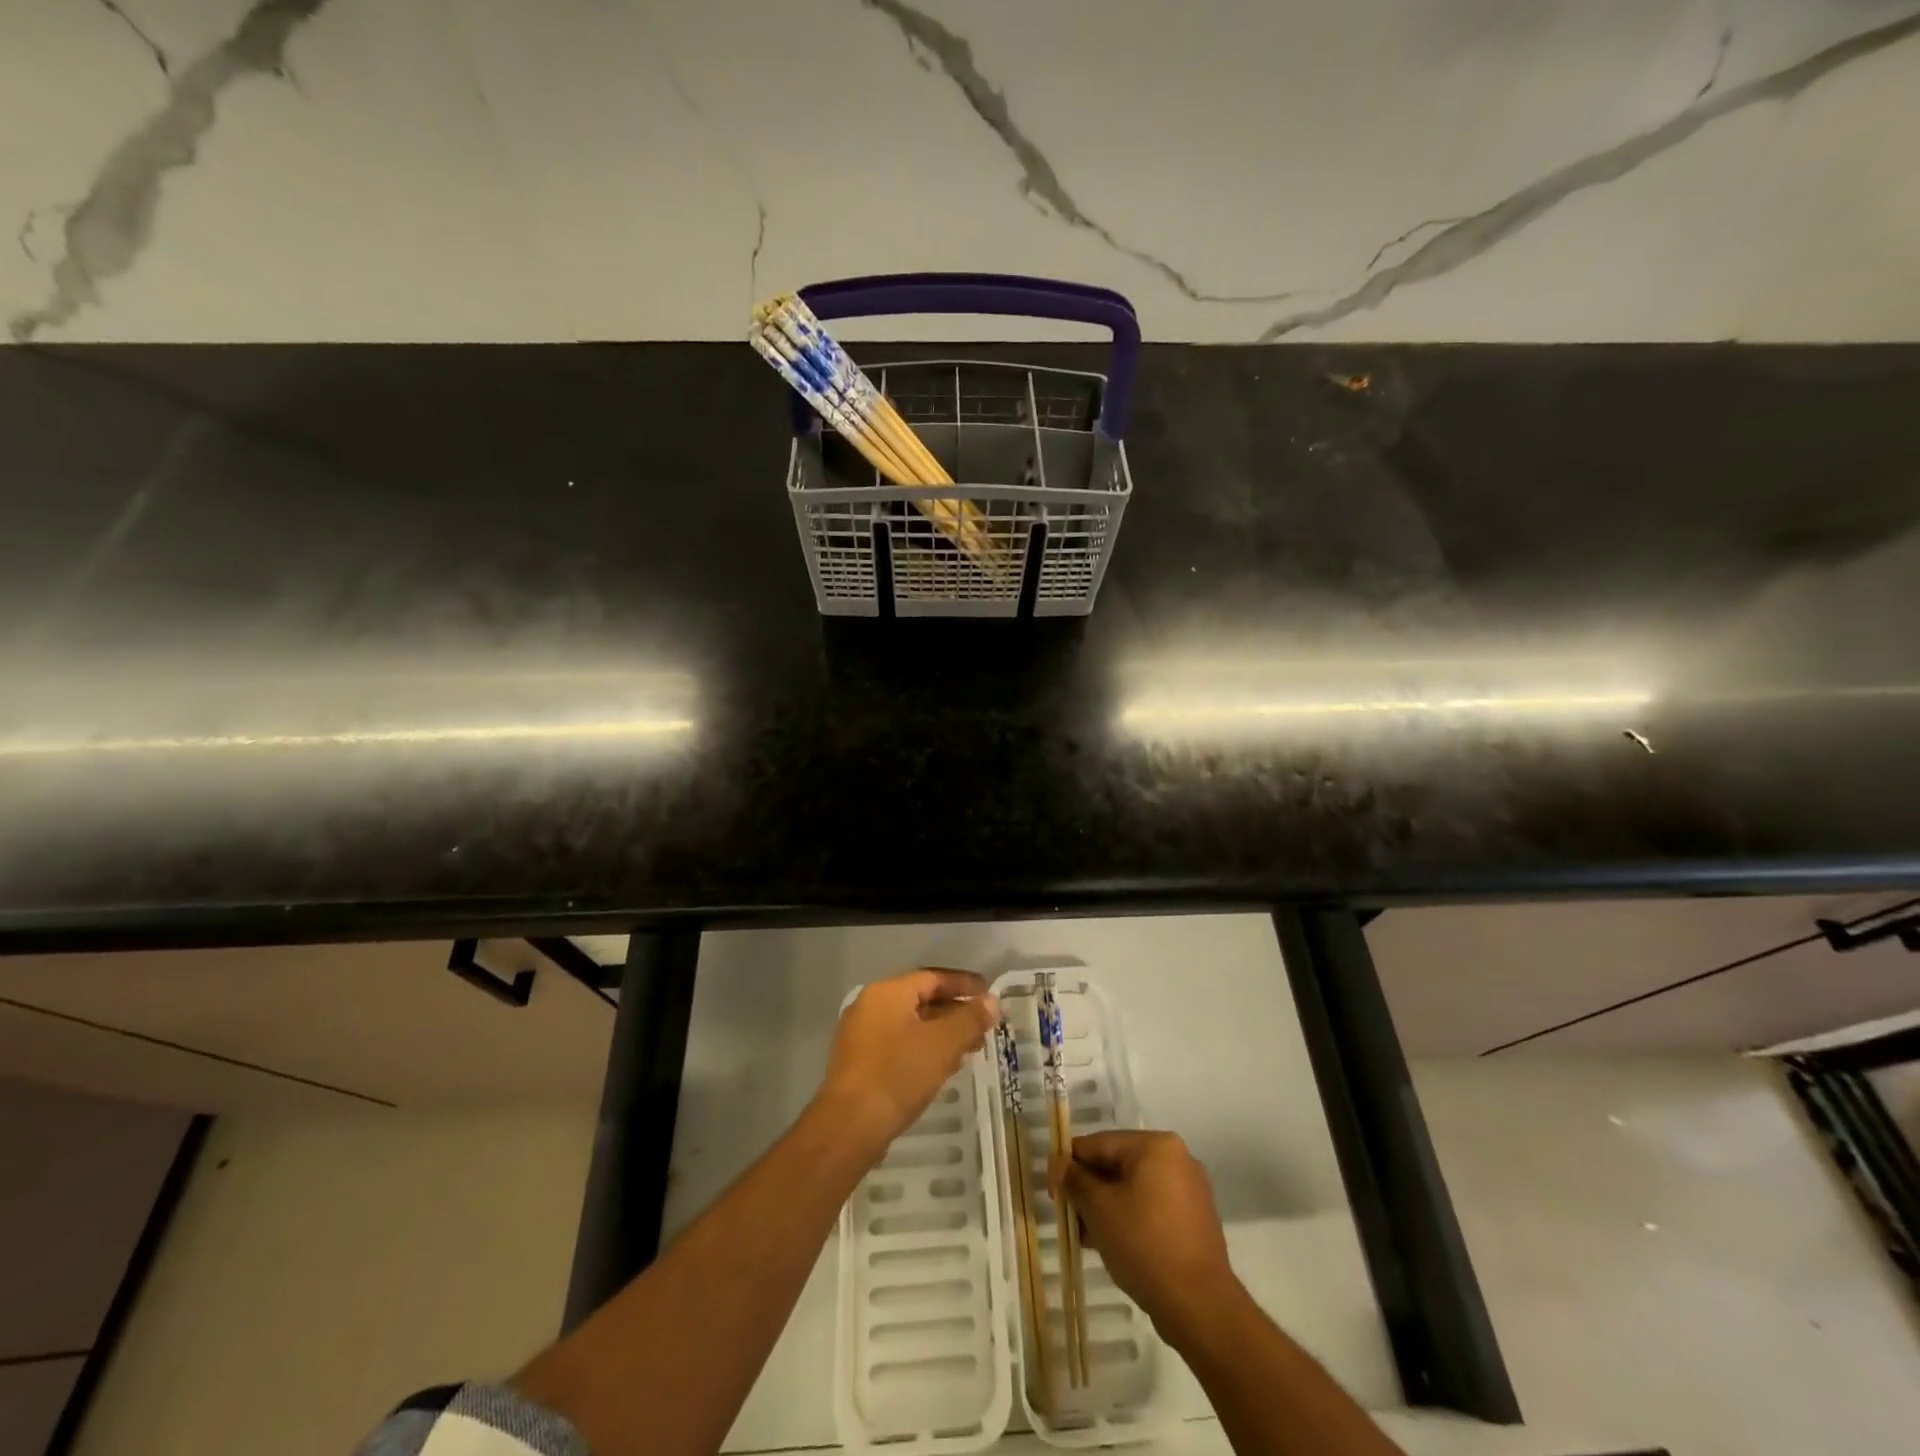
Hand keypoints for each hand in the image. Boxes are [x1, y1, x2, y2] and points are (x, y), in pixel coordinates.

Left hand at [817, 969, 998, 1153]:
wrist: (849, 1126)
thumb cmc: (898, 1074)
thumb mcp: (943, 1044)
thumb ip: (970, 1019)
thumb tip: (992, 1000)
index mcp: (887, 992)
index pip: (932, 978)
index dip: (964, 984)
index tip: (989, 994)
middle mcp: (870, 1006)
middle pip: (920, 1000)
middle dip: (955, 1012)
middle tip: (984, 1027)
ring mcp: (860, 1035)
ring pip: (910, 1025)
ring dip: (941, 1034)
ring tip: (970, 1050)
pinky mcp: (858, 1063)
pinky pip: (898, 1045)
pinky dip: (923, 1049)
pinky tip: (942, 1068)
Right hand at [1054, 1130, 1239, 1345]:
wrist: (1200, 1307)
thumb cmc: (1144, 1245)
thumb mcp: (1099, 1209)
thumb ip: (1074, 1180)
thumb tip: (1057, 1163)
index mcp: (1156, 1145)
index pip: (1100, 1144)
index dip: (1071, 1164)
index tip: (1052, 1190)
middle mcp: (1177, 1158)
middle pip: (1118, 1165)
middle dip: (1090, 1189)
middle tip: (1068, 1215)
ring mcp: (1189, 1190)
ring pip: (1134, 1188)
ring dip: (1107, 1207)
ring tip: (1085, 1235)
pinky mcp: (1194, 1220)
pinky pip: (1152, 1208)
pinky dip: (1129, 1219)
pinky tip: (1110, 1244)